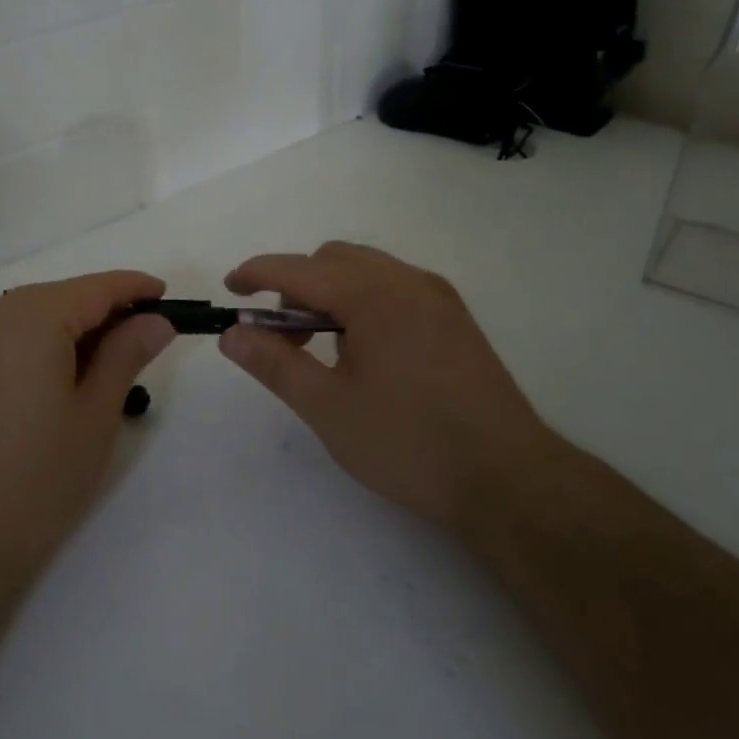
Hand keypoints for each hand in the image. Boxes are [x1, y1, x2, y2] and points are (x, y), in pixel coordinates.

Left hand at [0, 271, 175, 574]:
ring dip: (68, 330)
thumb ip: (126, 355)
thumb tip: (155, 320)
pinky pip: (2, 338)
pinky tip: (54, 378)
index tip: (166, 297)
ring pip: (28, 316)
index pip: (94, 288)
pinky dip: (35, 345)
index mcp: (30, 318)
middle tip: (142, 340)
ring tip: (104, 364)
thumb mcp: (94, 416)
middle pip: (58, 298)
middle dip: (102, 312)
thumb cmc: (35, 481)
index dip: (134, 288)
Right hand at [219, 242, 550, 525]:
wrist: (509, 479)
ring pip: (365, 270)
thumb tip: (232, 334)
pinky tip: (363, 352)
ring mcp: (437, 297)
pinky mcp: (454, 318)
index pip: (299, 269)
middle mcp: (408, 281)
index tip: (229, 290)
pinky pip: (393, 287)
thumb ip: (274, 363)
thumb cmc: (409, 443)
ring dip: (329, 293)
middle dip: (294, 286)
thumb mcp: (328, 408)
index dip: (256, 274)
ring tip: (320, 348)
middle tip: (280, 338)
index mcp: (374, 295)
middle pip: (332, 259)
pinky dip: (361, 301)